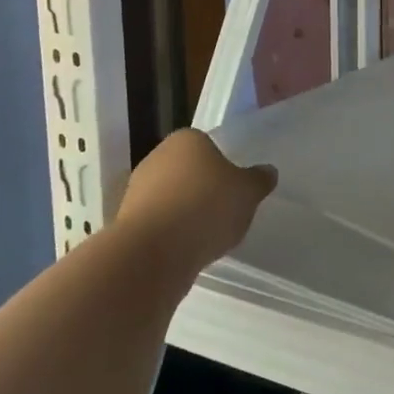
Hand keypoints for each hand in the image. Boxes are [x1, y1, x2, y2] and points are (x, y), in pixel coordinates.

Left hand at [116, 130, 276, 281]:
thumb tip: (268, 172)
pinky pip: (158, 223)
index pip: (208, 146)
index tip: (235, 189)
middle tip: (225, 211)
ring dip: (186, 213)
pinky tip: (187, 250)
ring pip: (171, 197)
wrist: (153, 253)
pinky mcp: (126, 222)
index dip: (223, 167)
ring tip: (208, 236)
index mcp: (187, 139)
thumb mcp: (248, 192)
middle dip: (203, 189)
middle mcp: (157, 157)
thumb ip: (259, 180)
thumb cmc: (206, 208)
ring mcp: (136, 190)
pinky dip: (171, 234)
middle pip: (188, 171)